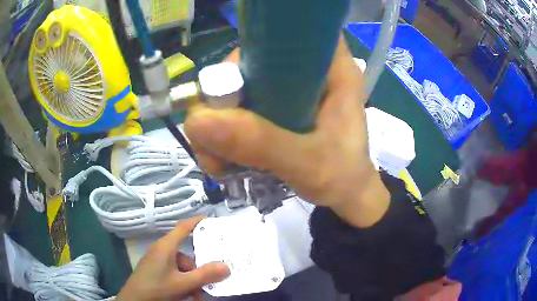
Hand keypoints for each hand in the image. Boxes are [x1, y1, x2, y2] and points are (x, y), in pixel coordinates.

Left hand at [116, 217, 229, 300]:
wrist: (134, 300)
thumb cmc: (156, 288)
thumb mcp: (182, 284)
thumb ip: (204, 275)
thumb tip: (226, 266)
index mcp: (166, 247)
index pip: (183, 227)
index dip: (197, 222)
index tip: (212, 220)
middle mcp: (161, 251)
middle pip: (187, 255)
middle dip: (199, 270)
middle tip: (209, 282)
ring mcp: (158, 261)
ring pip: (182, 268)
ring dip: (192, 281)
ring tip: (196, 296)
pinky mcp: (156, 271)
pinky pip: (175, 273)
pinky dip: (183, 283)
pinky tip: (186, 295)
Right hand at [184, 36, 389, 227]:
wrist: (347, 198)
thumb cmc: (343, 177)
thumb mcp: (308, 162)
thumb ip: (260, 142)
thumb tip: (196, 121)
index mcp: (332, 68)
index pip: (291, 31)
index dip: (255, 47)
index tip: (229, 85)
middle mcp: (307, 71)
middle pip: (251, 62)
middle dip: (222, 98)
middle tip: (210, 138)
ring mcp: (288, 92)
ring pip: (238, 90)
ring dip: (217, 125)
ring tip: (216, 163)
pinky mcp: (276, 111)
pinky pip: (240, 112)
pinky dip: (224, 137)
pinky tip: (222, 164)